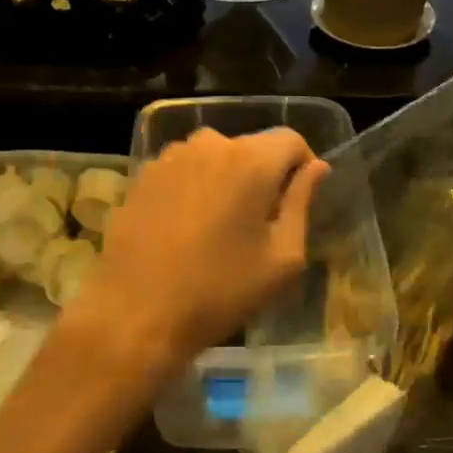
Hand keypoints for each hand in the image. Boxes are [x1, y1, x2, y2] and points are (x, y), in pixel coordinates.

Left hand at [58, 128, 327, 395]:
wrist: (137, 313)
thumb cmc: (220, 291)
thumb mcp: (282, 258)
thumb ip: (302, 203)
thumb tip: (316, 168)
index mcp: (250, 161)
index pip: (290, 139)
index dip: (301, 166)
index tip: (296, 202)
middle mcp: (209, 145)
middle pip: (251, 147)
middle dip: (263, 175)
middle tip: (259, 223)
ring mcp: (170, 157)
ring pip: (215, 157)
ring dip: (226, 179)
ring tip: (219, 227)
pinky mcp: (142, 175)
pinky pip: (183, 170)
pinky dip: (194, 188)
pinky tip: (185, 229)